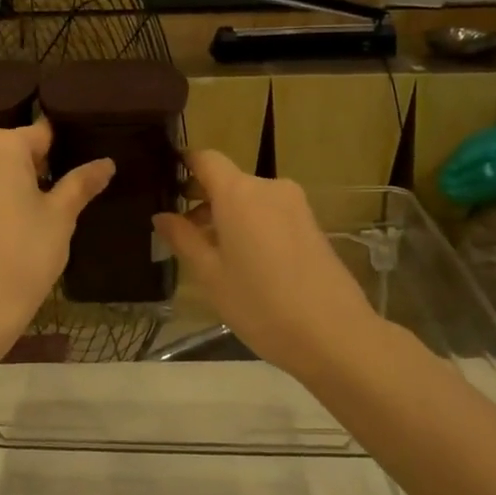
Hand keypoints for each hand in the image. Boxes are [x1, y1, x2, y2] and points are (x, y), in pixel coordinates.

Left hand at [0, 118, 113, 342]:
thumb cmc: (23, 254)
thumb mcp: (60, 217)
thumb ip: (81, 184)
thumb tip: (106, 163)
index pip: (41, 134)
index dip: (61, 154)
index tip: (76, 175)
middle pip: (10, 150)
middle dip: (33, 169)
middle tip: (56, 202)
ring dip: (8, 185)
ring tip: (31, 220)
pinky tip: (3, 231)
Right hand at [153, 150, 391, 382]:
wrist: (334, 335)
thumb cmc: (260, 304)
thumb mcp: (210, 275)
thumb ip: (183, 239)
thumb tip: (161, 216)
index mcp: (239, 193)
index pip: (205, 159)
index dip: (183, 165)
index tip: (164, 185)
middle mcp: (269, 188)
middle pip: (228, 180)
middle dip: (202, 199)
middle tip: (179, 232)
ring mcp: (295, 205)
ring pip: (249, 199)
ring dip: (227, 216)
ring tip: (209, 254)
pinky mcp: (311, 225)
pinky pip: (270, 213)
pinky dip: (251, 225)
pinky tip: (243, 262)